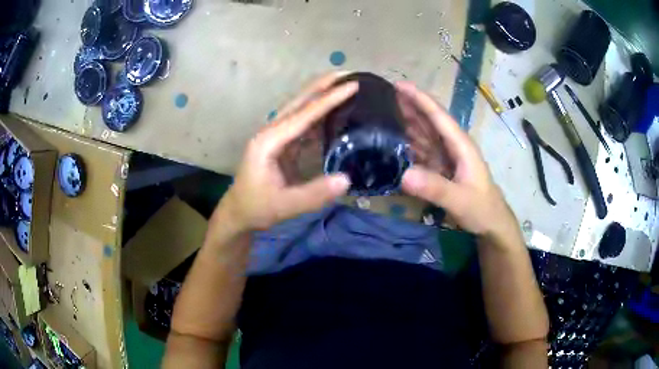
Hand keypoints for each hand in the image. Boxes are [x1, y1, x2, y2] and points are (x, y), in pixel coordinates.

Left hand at [217, 73, 356, 232]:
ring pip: (300, 109)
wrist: (238, 213)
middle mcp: (271, 132)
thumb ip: (314, 194)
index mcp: (269, 141)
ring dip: (320, 95)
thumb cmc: (256, 208)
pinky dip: (319, 115)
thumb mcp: (284, 205)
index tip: (351, 85)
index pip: (303, 115)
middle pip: (299, 102)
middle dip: (322, 85)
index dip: (328, 99)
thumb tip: (347, 179)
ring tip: (343, 85)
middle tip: (348, 73)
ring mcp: (276, 137)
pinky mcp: (281, 145)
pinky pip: (303, 124)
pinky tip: (334, 112)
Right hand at [396, 81, 515, 236]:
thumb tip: (404, 175)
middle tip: (383, 95)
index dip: (419, 99)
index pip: (438, 116)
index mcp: (460, 145)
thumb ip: (435, 188)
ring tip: (383, 113)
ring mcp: (446, 157)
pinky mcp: (441, 169)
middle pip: (428, 121)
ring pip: (424, 134)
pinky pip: (422, 152)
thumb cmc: (481, 209)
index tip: (398, 85)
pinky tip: (394, 142)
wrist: (491, 224)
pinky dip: (408, 145)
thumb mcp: (460, 200)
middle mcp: (452, 145)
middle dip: (409, 106)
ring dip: (406, 122)